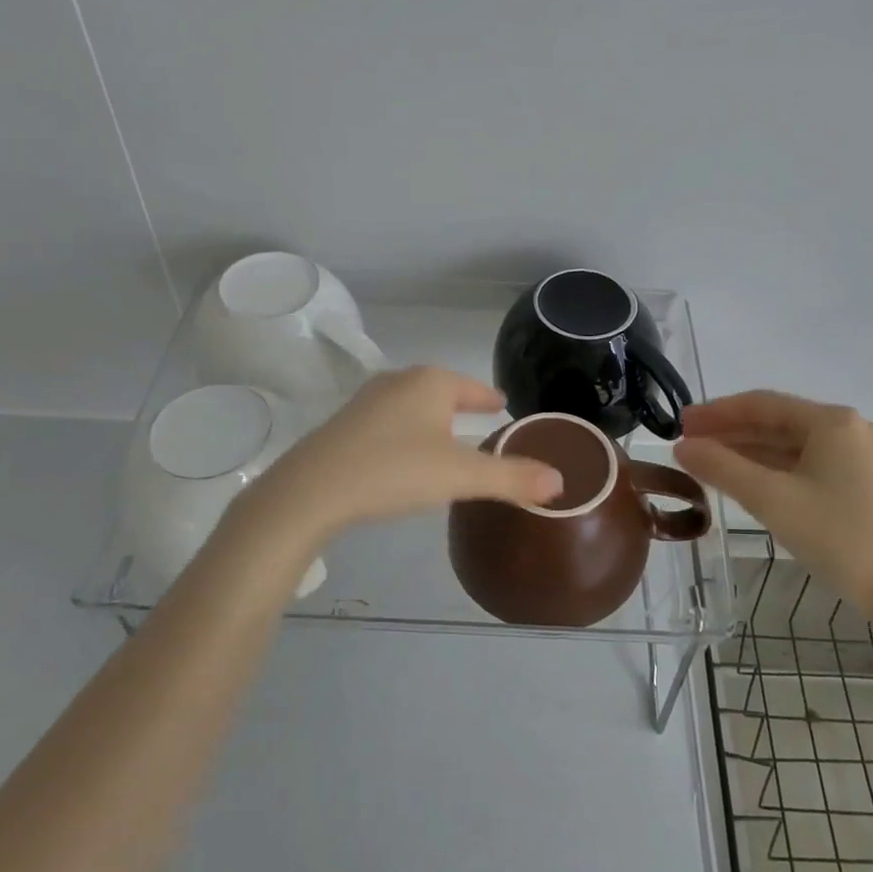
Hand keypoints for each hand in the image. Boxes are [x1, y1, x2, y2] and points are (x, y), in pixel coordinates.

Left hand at [241, 367, 562, 539]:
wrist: (311, 490)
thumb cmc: (394, 471)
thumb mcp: (461, 476)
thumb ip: (512, 477)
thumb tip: (560, 481)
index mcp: (432, 382)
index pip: (473, 388)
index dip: (490, 399)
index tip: (502, 407)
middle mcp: (400, 381)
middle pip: (442, 391)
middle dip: (461, 406)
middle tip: (481, 424)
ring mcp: (367, 400)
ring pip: (413, 405)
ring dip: (431, 419)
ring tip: (445, 440)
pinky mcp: (344, 424)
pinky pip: (389, 422)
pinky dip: (405, 432)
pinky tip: (403, 455)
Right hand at [674, 391, 872, 615]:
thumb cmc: (840, 537)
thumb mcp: (772, 499)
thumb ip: (722, 468)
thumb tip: (682, 448)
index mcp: (831, 422)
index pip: (761, 404)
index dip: (716, 413)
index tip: (679, 424)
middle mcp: (848, 430)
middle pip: (776, 422)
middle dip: (729, 433)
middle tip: (687, 445)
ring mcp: (858, 459)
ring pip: (790, 446)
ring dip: (748, 452)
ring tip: (707, 463)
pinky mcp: (861, 487)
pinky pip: (805, 466)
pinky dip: (771, 470)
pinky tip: (745, 482)